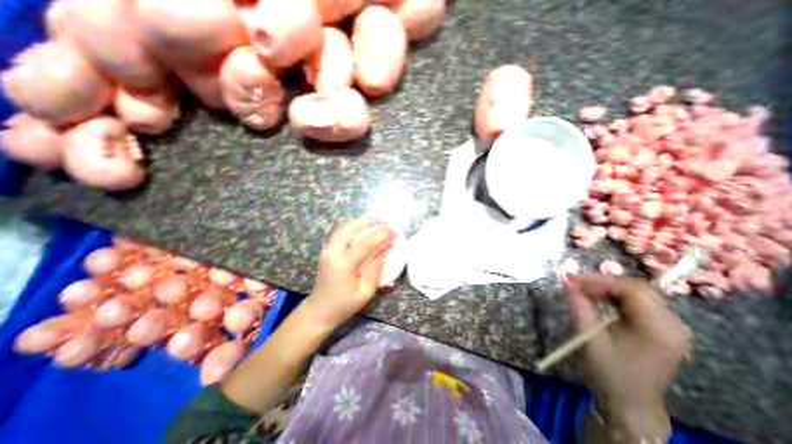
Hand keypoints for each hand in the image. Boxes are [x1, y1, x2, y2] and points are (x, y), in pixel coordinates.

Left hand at [308, 219, 398, 329]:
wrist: (319, 311)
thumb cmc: (344, 305)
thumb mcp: (365, 292)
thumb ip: (376, 268)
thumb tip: (387, 248)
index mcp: (343, 265)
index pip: (365, 243)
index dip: (382, 235)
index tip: (395, 232)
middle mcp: (332, 253)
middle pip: (351, 228)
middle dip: (369, 221)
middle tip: (385, 221)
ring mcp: (327, 249)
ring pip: (344, 227)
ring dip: (361, 222)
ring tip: (376, 222)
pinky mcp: (326, 250)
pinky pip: (340, 232)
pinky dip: (353, 226)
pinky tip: (363, 228)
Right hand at [567, 278, 691, 436]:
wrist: (629, 402)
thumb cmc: (608, 371)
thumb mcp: (588, 337)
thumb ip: (578, 305)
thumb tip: (567, 281)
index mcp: (659, 329)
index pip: (631, 290)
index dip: (599, 281)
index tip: (572, 282)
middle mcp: (673, 325)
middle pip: (636, 288)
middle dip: (602, 282)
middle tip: (575, 284)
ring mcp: (671, 327)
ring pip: (637, 292)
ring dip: (608, 288)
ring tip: (583, 290)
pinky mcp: (663, 329)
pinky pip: (638, 302)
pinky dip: (615, 296)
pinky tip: (599, 300)